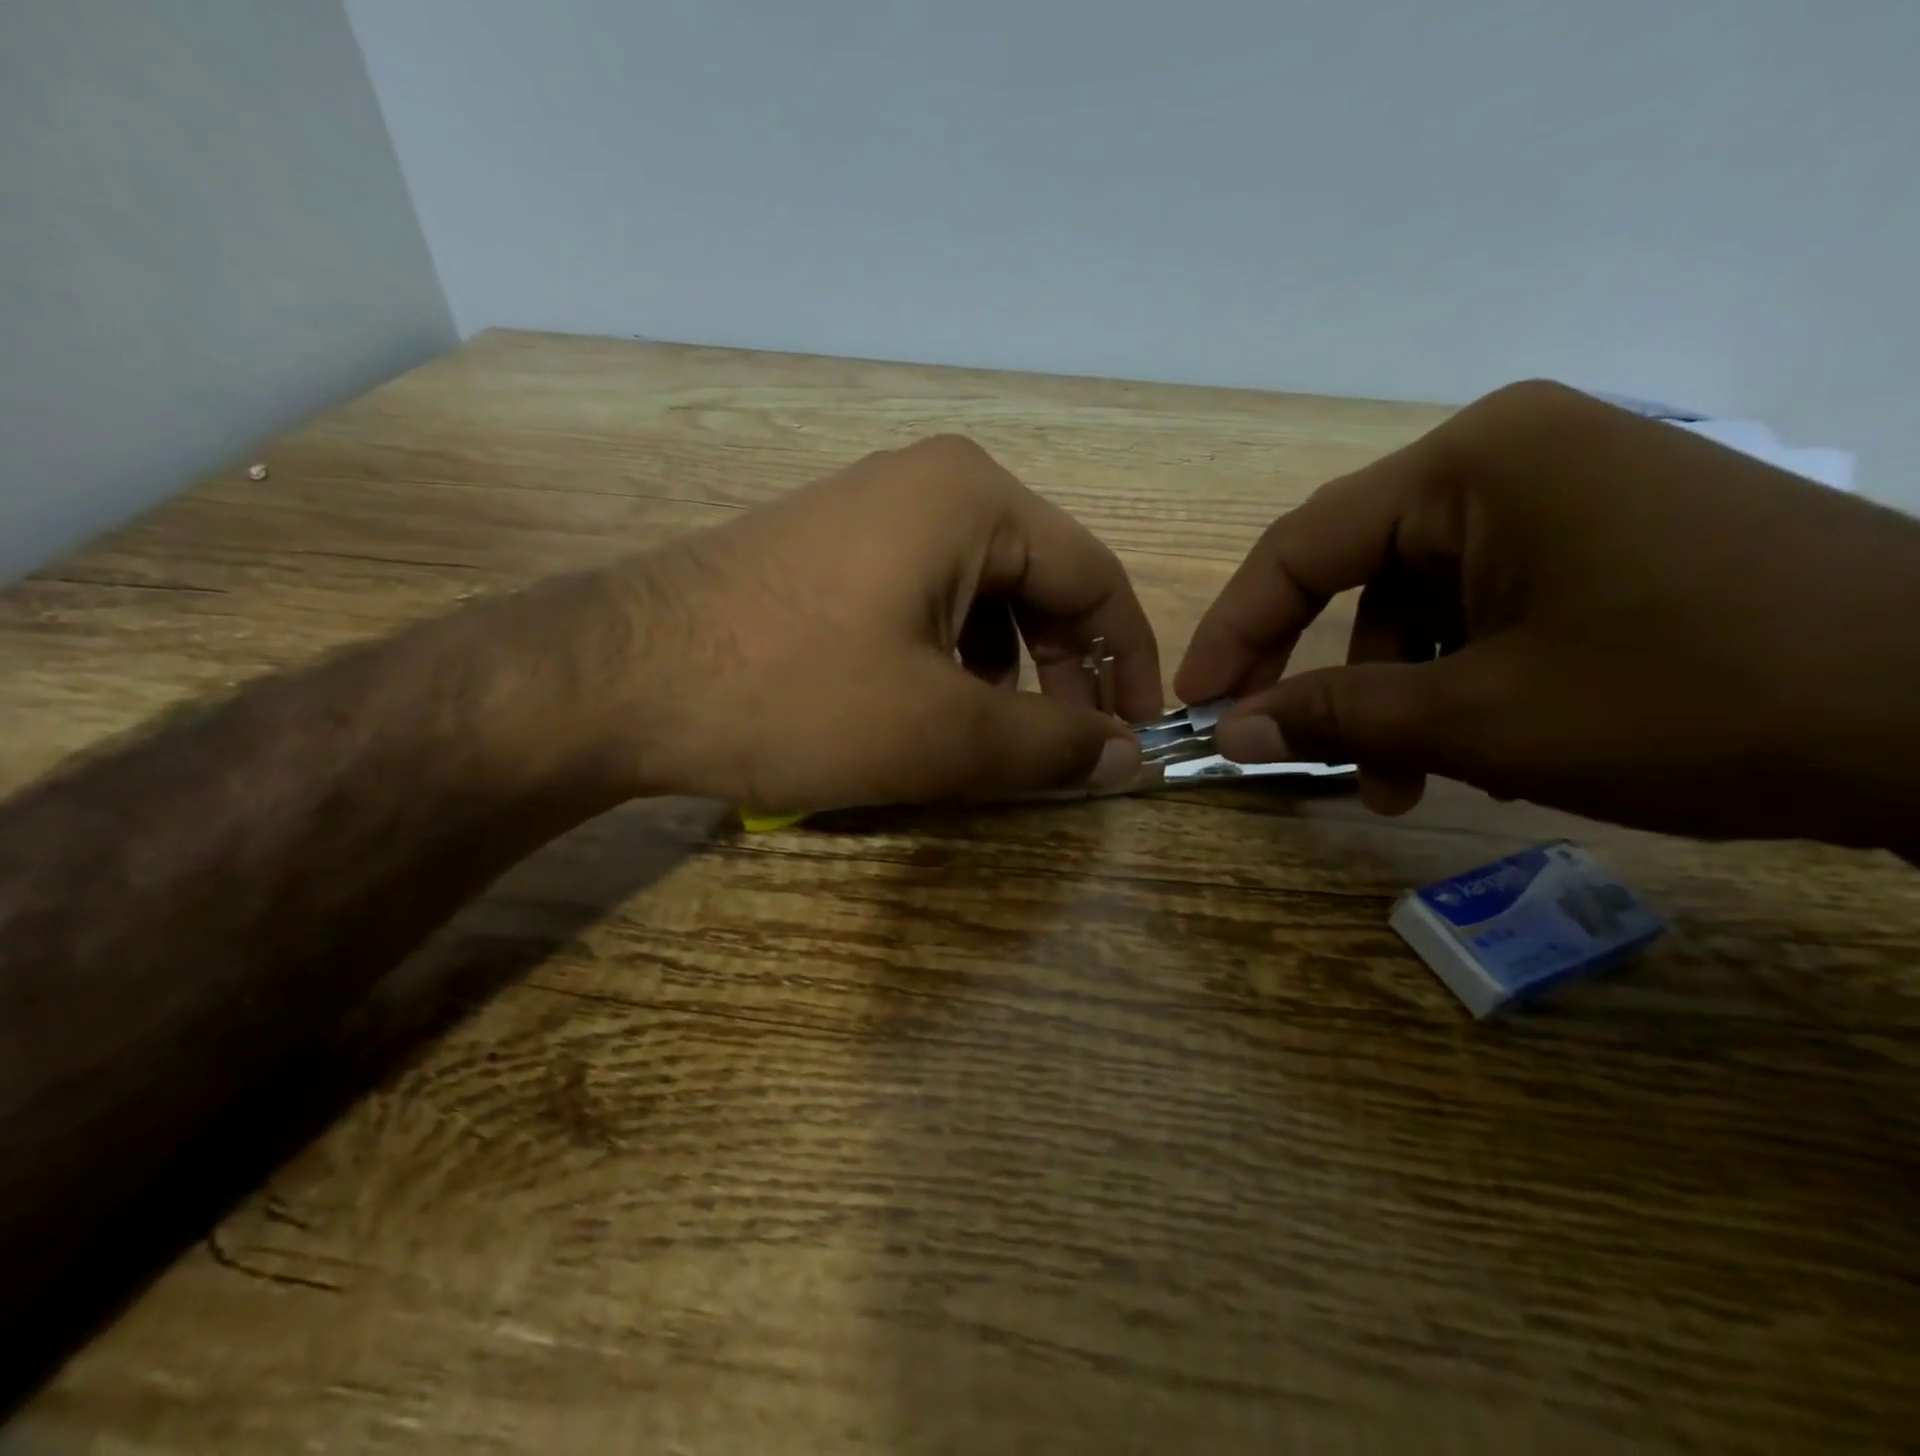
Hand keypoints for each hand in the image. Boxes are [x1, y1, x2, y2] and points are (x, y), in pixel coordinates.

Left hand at [618, 435, 1161, 812]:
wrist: (616, 679)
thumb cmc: (796, 696)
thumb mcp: (943, 733)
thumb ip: (1052, 744)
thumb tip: (1128, 758)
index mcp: (975, 500)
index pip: (1097, 579)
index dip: (1131, 664)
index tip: (1138, 738)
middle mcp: (931, 485)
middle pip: (1040, 584)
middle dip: (1064, 671)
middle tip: (1064, 749)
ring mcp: (872, 512)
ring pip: (982, 596)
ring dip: (1005, 670)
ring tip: (988, 735)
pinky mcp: (830, 550)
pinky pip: (925, 600)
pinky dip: (948, 657)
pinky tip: (923, 705)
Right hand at [1176, 381, 1919, 851]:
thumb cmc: (1698, 699)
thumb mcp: (1481, 717)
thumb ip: (1336, 718)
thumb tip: (1229, 732)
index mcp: (1472, 465)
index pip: (1300, 549)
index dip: (1234, 632)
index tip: (1197, 704)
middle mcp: (1509, 457)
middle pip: (1358, 575)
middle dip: (1322, 675)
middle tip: (1285, 749)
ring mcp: (1564, 494)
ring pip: (1420, 604)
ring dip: (1395, 697)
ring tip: (1404, 783)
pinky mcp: (1604, 538)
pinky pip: (1483, 607)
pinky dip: (1457, 679)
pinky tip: (1475, 745)